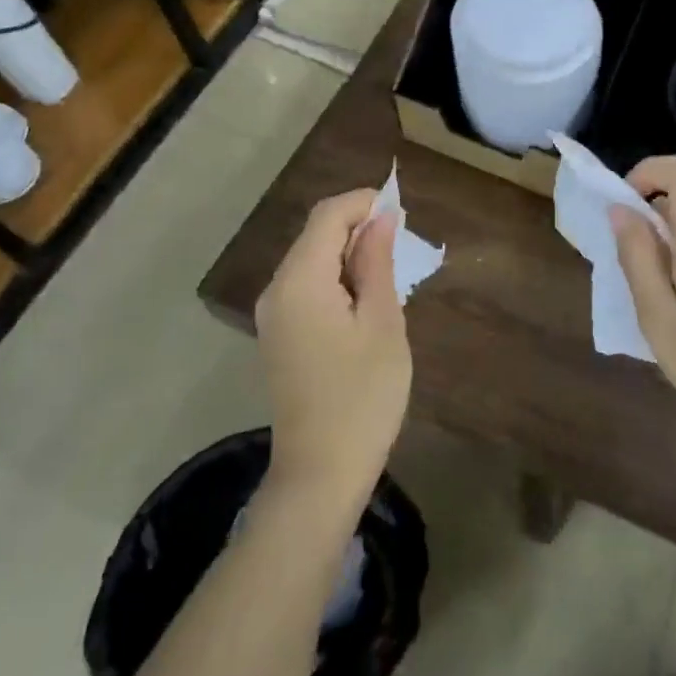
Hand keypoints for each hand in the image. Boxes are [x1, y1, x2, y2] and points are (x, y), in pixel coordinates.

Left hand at [254, 189, 411, 507]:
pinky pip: (306, 287)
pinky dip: (336, 279)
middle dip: (358, 227)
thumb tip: (381, 218)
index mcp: (299, 281)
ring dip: (349, 254)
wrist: (321, 472)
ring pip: (311, 260)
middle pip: (315, 235)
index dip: (363, 202)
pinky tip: (366, 300)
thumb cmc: (363, 396)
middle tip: (403, 245)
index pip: (327, 216)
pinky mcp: (279, 335)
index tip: (402, 211)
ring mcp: (273, 315)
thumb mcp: (382, 323)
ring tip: (391, 272)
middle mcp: (276, 290)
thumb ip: (377, 262)